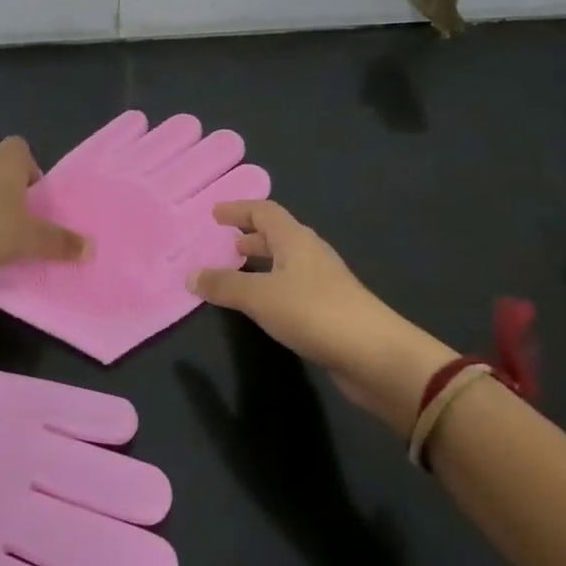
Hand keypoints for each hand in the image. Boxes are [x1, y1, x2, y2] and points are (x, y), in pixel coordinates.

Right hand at [190, 200, 454, 437]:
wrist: (375, 356)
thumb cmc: (314, 312)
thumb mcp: (260, 297)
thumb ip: (224, 285)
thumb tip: (190, 275)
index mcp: (295, 239)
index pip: (264, 211)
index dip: (239, 209)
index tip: (215, 214)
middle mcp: (310, 253)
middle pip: (278, 234)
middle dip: (251, 235)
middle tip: (225, 242)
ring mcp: (323, 282)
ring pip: (286, 262)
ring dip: (262, 261)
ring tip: (237, 271)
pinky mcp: (330, 309)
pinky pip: (292, 286)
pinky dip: (272, 286)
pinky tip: (262, 305)